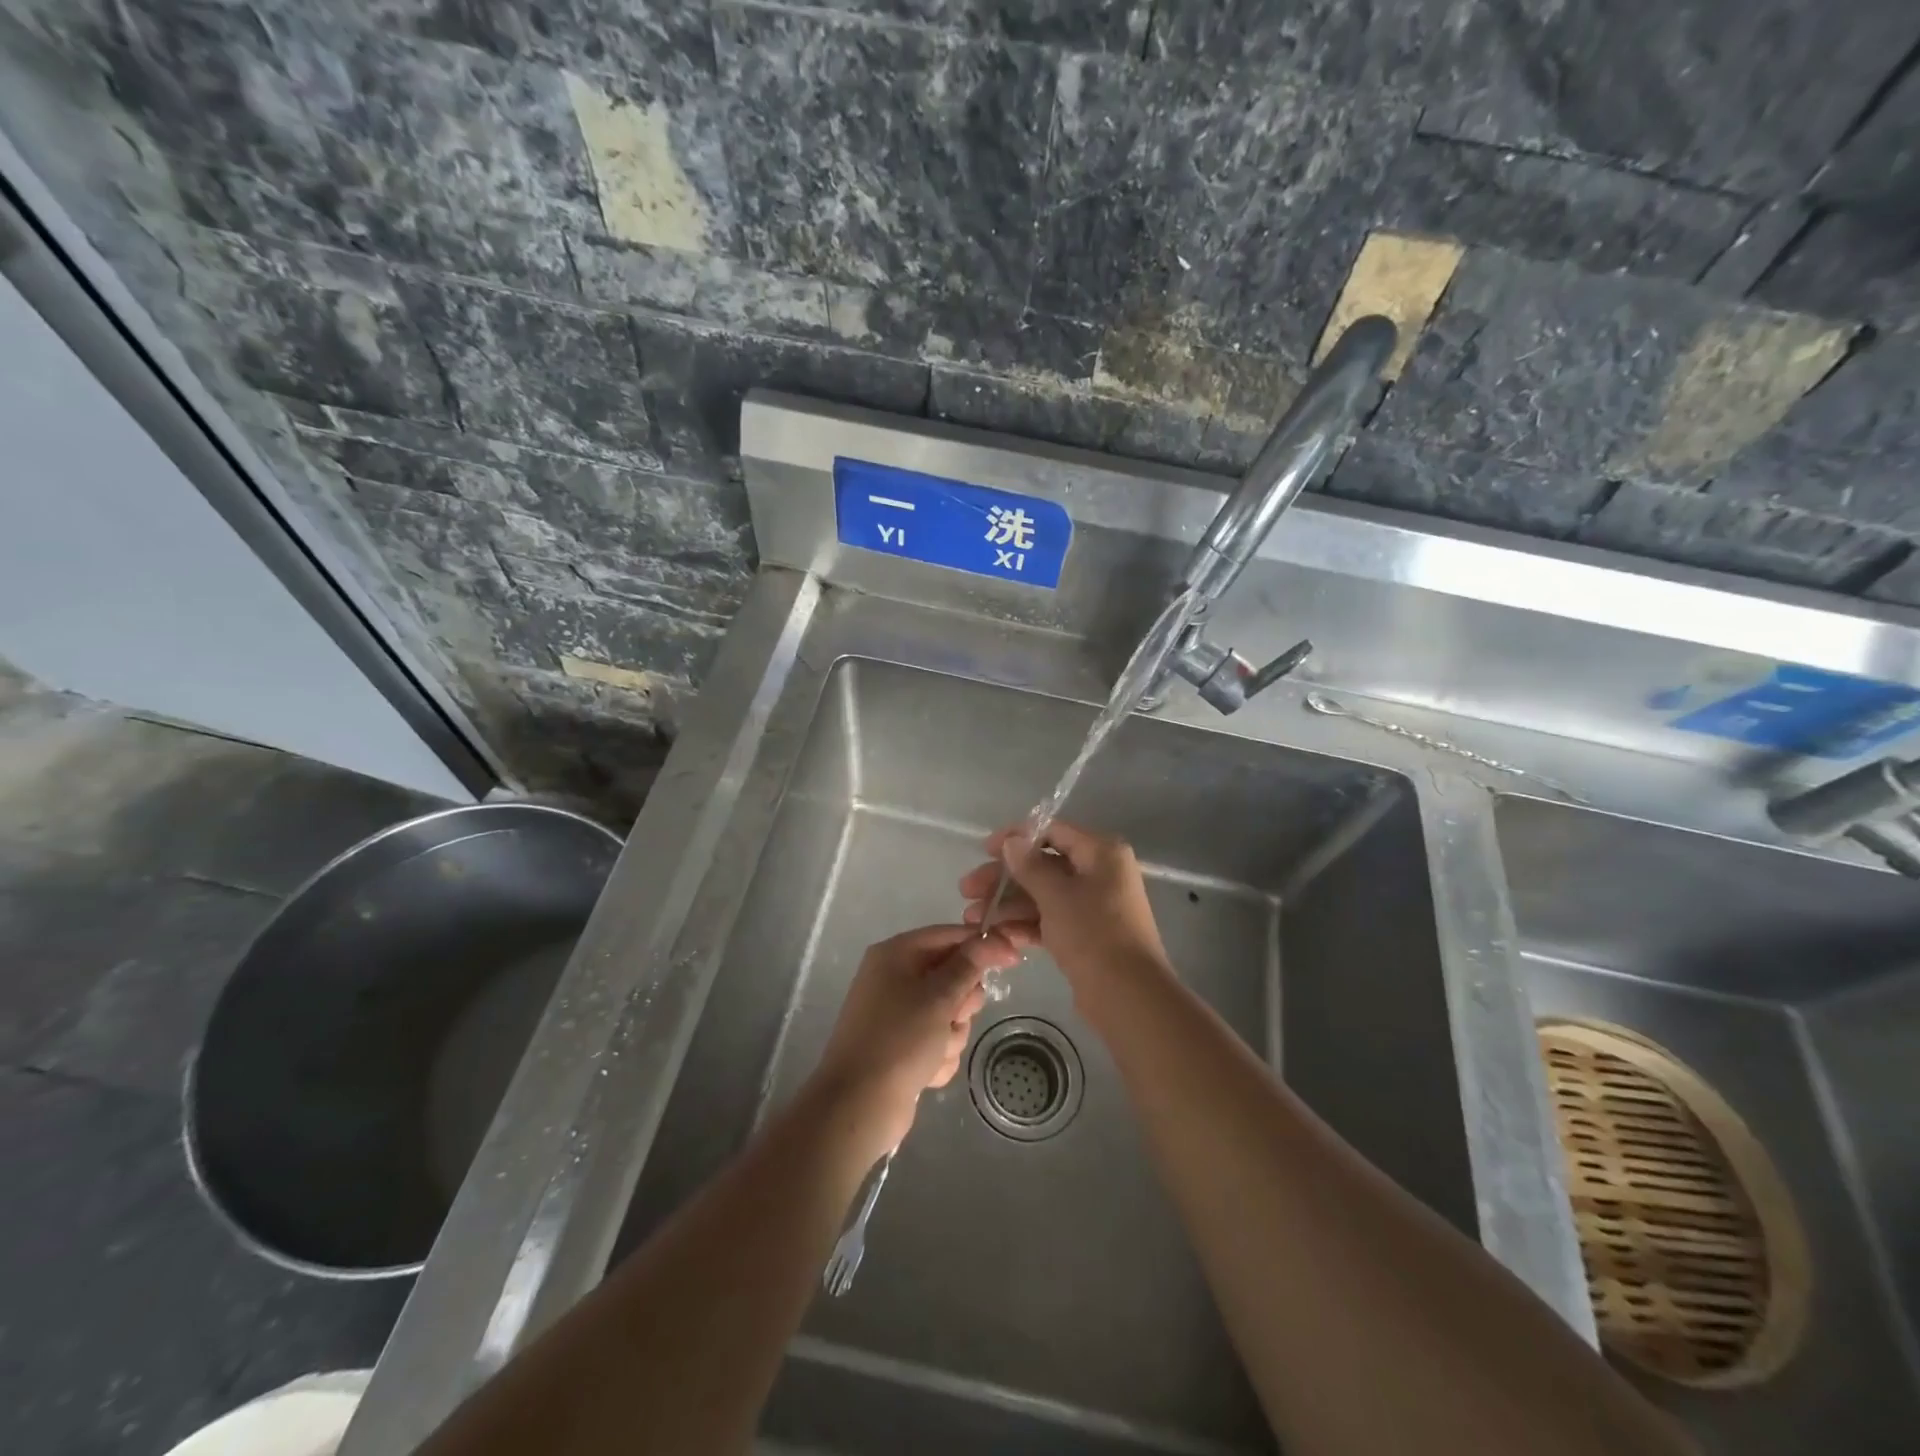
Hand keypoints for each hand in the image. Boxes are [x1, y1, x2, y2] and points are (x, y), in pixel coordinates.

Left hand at [809, 924, 1026, 1158]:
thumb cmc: (898, 1040)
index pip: (948, 935)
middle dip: (961, 1002)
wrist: (858, 1105)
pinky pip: (939, 1040)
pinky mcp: (904, 1046)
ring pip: (950, 1013)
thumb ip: (968, 966)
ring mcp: (899, 1014)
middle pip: (953, 976)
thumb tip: (993, 938)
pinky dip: (939, 1056)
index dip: (982, 945)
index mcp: (896, 955)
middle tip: (954, 1016)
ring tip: (935, 1051)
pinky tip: (926, 1072)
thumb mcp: (938, 997)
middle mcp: (896, 978)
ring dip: (951, 1034)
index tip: (1013, 958)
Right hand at [960, 821, 1170, 995]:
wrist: (1128, 996)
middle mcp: (1100, 873)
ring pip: (1043, 895)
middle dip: (1004, 878)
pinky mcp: (1086, 934)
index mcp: (1101, 852)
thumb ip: (1030, 865)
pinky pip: (1050, 919)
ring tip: (972, 918)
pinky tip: (995, 934)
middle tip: (967, 890)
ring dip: (1008, 904)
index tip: (984, 851)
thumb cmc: (1092, 933)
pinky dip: (1025, 924)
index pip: (1053, 832)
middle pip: (1043, 865)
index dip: (1017, 838)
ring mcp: (1093, 905)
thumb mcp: (1056, 895)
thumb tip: (1013, 840)